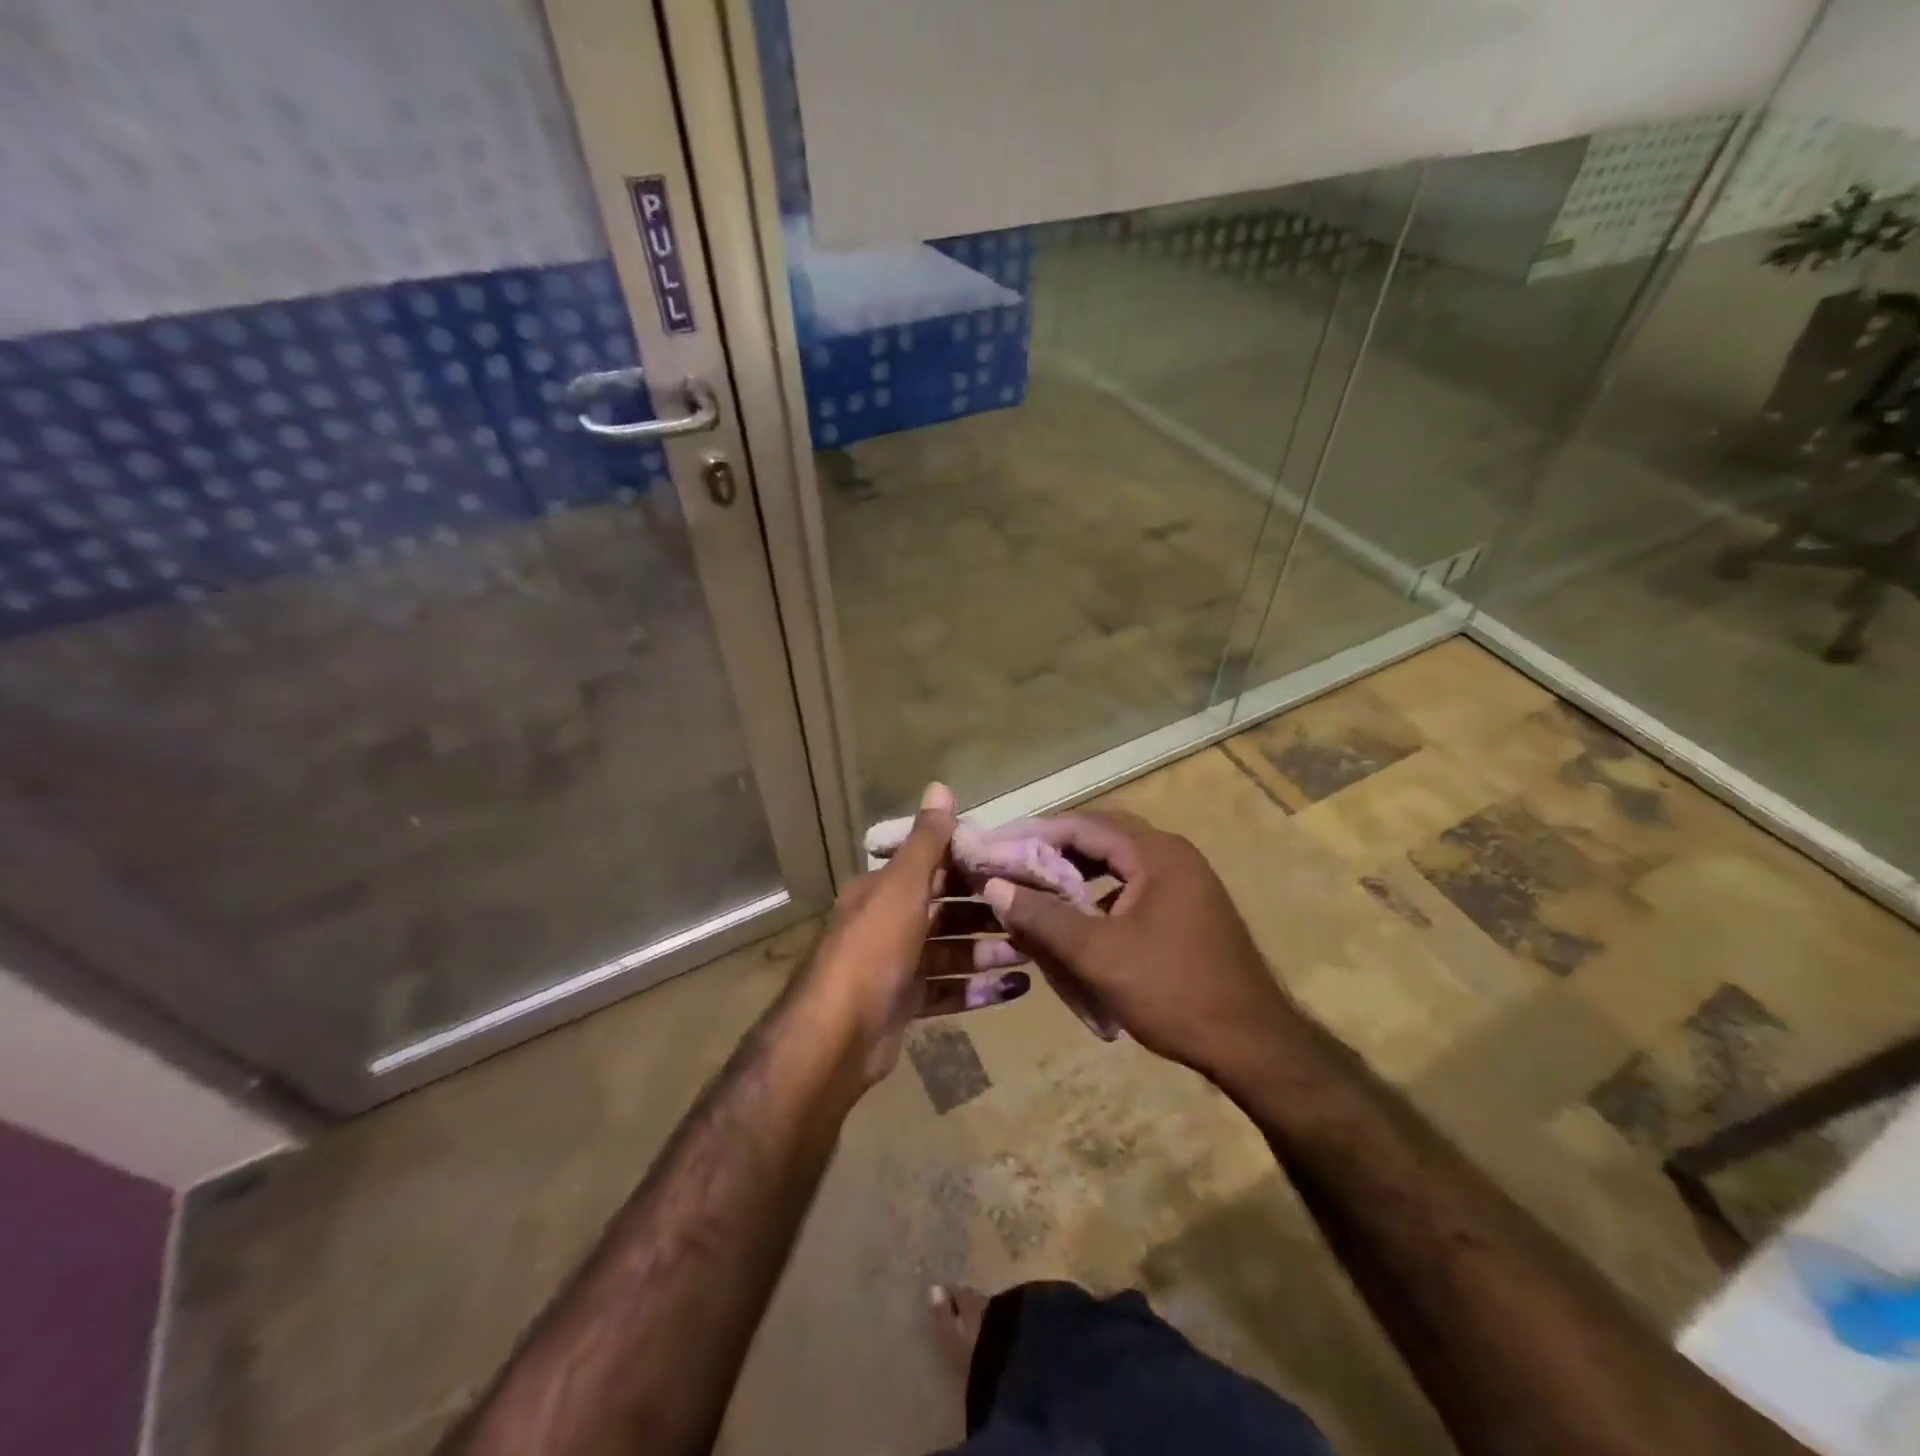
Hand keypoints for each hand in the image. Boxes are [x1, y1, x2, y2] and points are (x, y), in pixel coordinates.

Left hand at [803, 783, 1031, 1085]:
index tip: (1015, 867)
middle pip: (946, 911)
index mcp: (884, 890)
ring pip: (951, 951)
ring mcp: (896, 966)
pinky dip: (978, 989)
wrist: (837, 1037)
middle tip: (1032, 914)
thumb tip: (940, 786)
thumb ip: (926, 841)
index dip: (972, 865)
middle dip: (987, 913)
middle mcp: (888, 922)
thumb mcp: (903, 887)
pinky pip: (948, 990)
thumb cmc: (873, 950)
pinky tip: (1014, 990)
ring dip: (988, 951)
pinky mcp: (905, 1004)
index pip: (934, 868)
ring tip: (1031, 953)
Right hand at [979, 811, 1296, 1081]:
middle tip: (1011, 863)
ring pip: (1118, 863)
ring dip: (1078, 872)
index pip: (1084, 825)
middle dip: (1054, 850)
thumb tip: (993, 886)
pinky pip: (1134, 886)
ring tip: (1036, 887)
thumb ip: (1043, 917)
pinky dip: (1101, 894)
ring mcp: (1186, 882)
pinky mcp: (1189, 908)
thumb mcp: (1097, 955)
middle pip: (1102, 838)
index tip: (997, 847)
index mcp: (1156, 853)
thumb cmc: (1172, 991)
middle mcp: (1173, 855)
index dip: (1036, 833)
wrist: (1253, 1044)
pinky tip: (1078, 918)